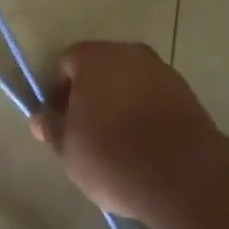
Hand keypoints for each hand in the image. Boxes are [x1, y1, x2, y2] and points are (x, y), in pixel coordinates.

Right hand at [29, 40, 217, 221]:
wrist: (184, 175)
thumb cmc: (112, 156)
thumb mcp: (69, 151)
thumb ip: (52, 129)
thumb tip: (41, 119)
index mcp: (91, 57)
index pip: (65, 65)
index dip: (58, 93)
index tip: (59, 122)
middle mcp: (127, 52)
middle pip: (100, 69)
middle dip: (91, 94)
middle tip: (86, 130)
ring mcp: (161, 70)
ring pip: (130, 82)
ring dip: (121, 102)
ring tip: (119, 141)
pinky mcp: (188, 93)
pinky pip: (155, 97)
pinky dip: (146, 112)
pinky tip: (145, 144)